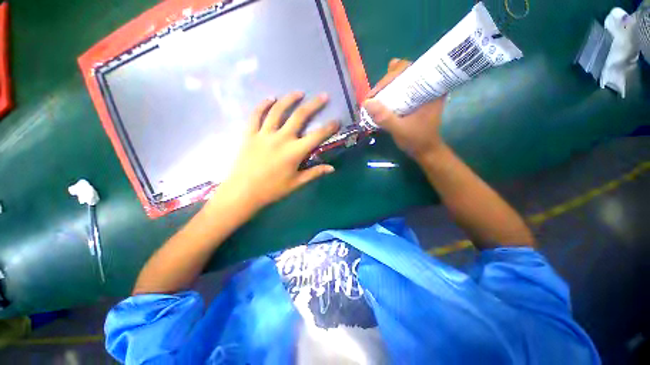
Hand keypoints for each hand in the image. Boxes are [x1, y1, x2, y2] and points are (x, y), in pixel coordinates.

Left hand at [215, 92, 339, 211]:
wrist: (243, 192)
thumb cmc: (272, 189)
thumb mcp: (296, 183)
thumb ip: (314, 173)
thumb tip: (332, 168)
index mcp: (294, 152)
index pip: (317, 136)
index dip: (329, 127)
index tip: (337, 120)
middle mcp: (281, 138)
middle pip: (300, 116)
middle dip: (314, 105)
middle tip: (323, 96)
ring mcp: (264, 134)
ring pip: (278, 110)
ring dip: (289, 99)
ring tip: (299, 92)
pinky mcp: (250, 134)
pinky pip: (256, 115)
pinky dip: (263, 105)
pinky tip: (270, 98)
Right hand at [363, 59, 447, 160]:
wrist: (425, 151)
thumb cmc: (417, 140)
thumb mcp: (400, 129)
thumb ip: (384, 118)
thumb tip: (366, 103)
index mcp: (430, 88)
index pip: (411, 69)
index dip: (392, 75)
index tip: (377, 91)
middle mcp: (426, 86)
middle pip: (404, 73)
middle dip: (386, 82)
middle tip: (373, 96)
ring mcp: (420, 93)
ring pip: (401, 81)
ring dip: (386, 88)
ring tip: (374, 99)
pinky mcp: (414, 100)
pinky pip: (400, 91)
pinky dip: (389, 94)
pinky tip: (380, 102)